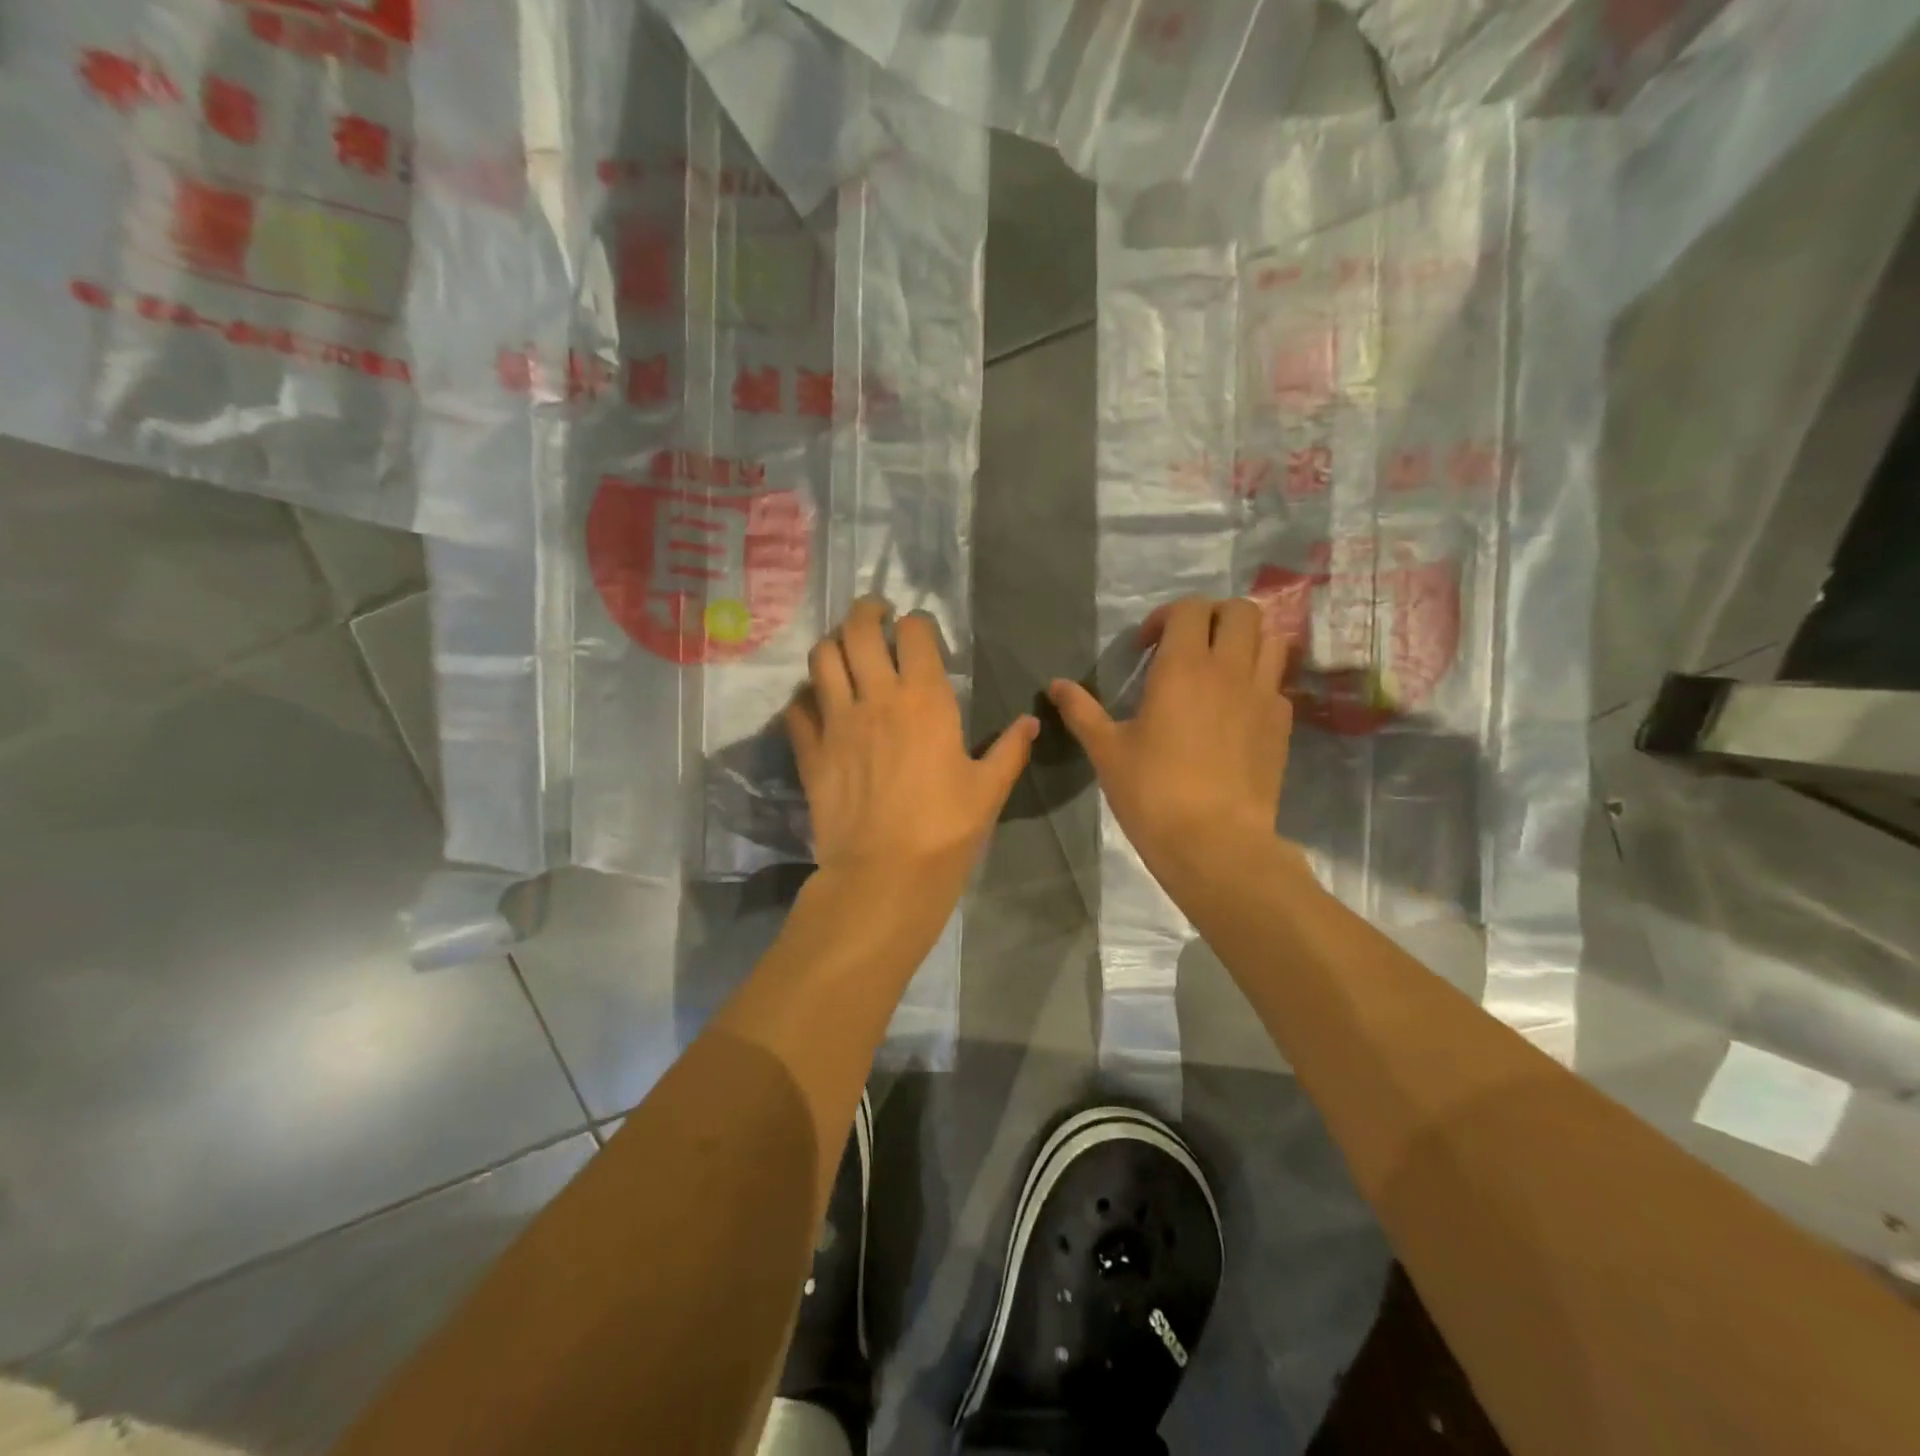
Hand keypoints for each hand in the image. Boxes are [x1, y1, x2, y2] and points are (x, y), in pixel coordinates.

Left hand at [785, 599, 1036, 893]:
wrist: (884, 875)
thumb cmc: (945, 831)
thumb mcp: (989, 790)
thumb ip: (1009, 750)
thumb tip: (1030, 723)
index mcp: (925, 699)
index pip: (914, 633)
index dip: (916, 623)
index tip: (919, 629)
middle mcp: (876, 697)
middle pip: (858, 630)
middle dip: (866, 612)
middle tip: (875, 616)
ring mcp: (837, 722)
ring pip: (822, 658)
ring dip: (833, 645)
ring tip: (844, 651)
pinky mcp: (810, 751)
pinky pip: (797, 708)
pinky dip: (805, 698)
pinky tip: (816, 705)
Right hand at [1048, 596, 1292, 873]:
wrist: (1215, 843)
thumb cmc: (1153, 793)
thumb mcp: (1107, 751)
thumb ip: (1081, 711)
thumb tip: (1055, 685)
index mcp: (1184, 667)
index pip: (1190, 609)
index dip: (1166, 617)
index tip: (1146, 648)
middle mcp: (1230, 669)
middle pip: (1241, 610)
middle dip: (1213, 617)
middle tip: (1188, 646)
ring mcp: (1264, 695)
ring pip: (1270, 639)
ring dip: (1245, 641)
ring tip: (1218, 668)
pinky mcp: (1282, 725)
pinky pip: (1276, 682)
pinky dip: (1258, 680)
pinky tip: (1236, 709)